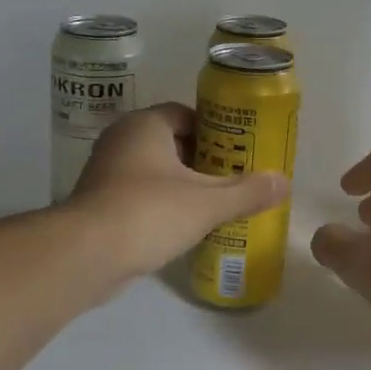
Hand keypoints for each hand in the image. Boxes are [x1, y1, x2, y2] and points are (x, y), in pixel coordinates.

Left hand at [70, 104, 289, 278]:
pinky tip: (182, 227)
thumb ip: (246, 192)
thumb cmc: (149, 212)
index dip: (214, 131)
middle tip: (232, 180)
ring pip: (153, 170)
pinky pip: (138, 194)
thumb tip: (284, 182)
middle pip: (171, 142)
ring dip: (180, 185)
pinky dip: (160, 205)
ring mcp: (105, 171)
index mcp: (145, 125)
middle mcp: (121, 139)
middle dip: (201, 160)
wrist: (86, 254)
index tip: (237, 152)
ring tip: (213, 205)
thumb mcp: (206, 203)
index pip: (185, 115)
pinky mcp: (98, 202)